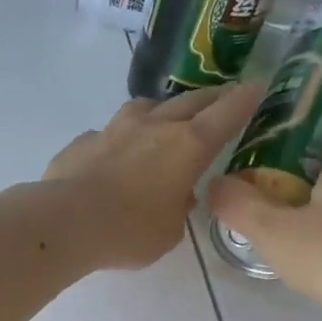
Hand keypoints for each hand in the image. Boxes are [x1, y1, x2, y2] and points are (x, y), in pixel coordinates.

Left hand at [43, 83, 259, 269]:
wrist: (65, 222)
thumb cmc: (128, 232)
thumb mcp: (168, 233)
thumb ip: (178, 210)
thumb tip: (177, 196)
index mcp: (187, 146)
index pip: (225, 114)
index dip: (243, 100)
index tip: (256, 87)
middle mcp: (154, 126)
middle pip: (189, 102)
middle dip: (210, 98)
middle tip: (222, 97)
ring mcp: (115, 129)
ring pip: (146, 107)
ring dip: (161, 110)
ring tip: (164, 120)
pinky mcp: (84, 141)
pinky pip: (109, 133)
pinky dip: (119, 140)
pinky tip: (114, 156)